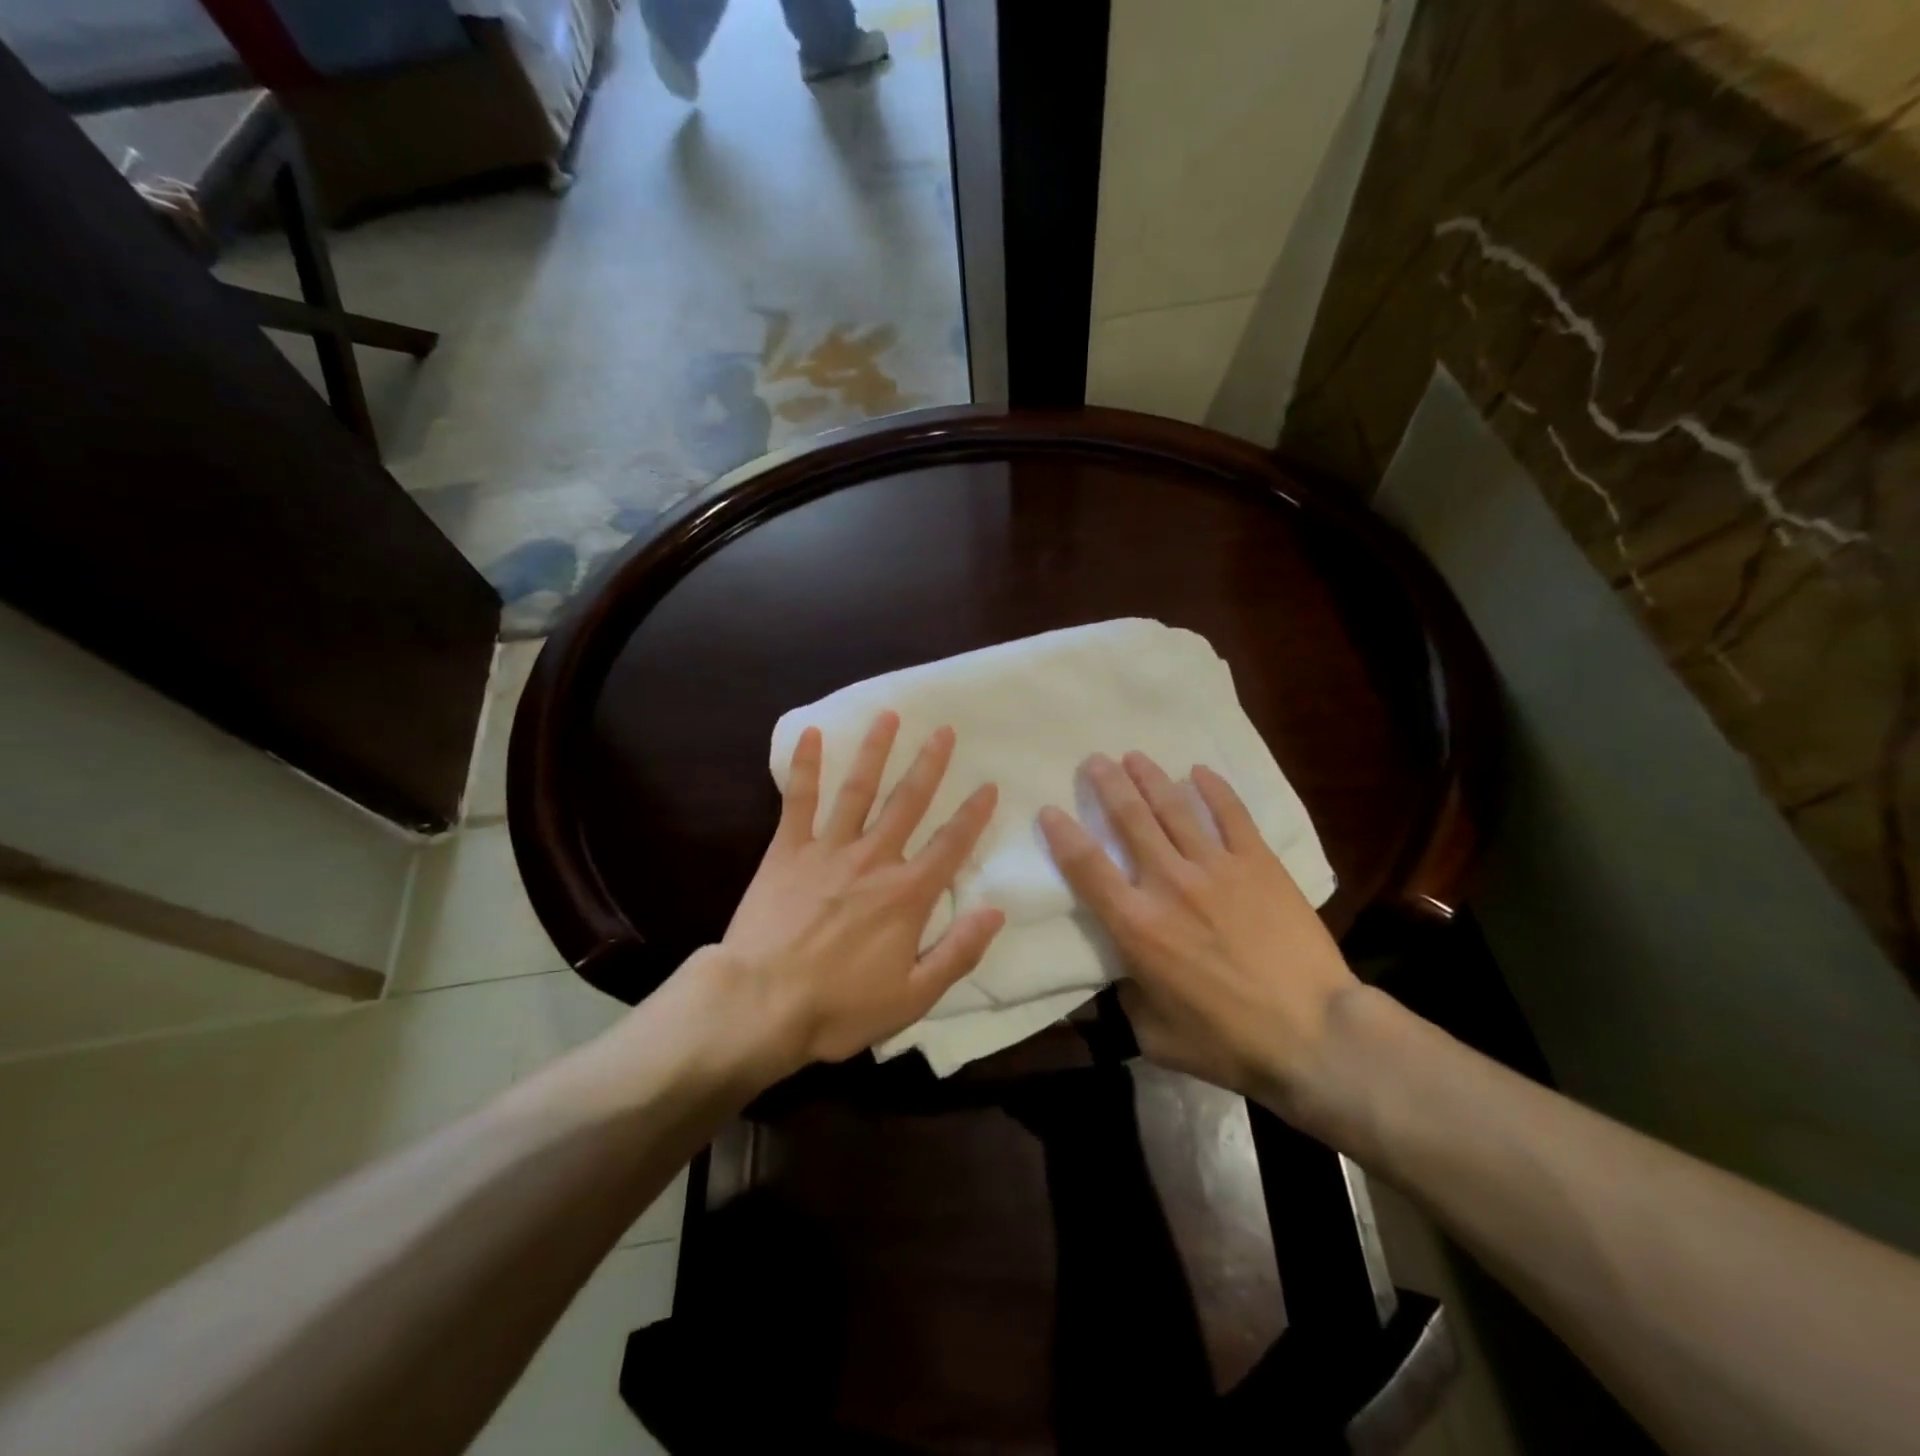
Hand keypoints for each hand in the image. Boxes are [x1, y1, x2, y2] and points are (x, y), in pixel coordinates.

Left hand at [686, 711, 1004, 1085]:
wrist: (761, 1004)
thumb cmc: (839, 1007)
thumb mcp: (913, 997)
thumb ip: (958, 952)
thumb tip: (996, 910)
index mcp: (907, 894)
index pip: (950, 845)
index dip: (973, 815)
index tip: (988, 785)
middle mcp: (874, 859)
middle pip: (908, 803)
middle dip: (929, 765)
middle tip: (943, 730)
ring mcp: (828, 849)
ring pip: (858, 790)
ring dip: (875, 751)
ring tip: (888, 716)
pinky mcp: (787, 851)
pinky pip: (799, 801)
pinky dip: (805, 766)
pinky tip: (811, 733)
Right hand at [1038, 752, 1360, 1123]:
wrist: (1315, 1036)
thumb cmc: (1228, 1042)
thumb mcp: (1155, 1034)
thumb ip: (1127, 997)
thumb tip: (1121, 973)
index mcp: (1136, 926)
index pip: (1087, 866)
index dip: (1063, 834)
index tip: (1050, 810)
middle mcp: (1169, 884)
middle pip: (1129, 819)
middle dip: (1107, 785)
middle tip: (1095, 761)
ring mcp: (1217, 868)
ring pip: (1174, 808)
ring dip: (1150, 778)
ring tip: (1134, 756)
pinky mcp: (1258, 864)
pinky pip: (1231, 815)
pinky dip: (1213, 789)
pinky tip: (1199, 771)